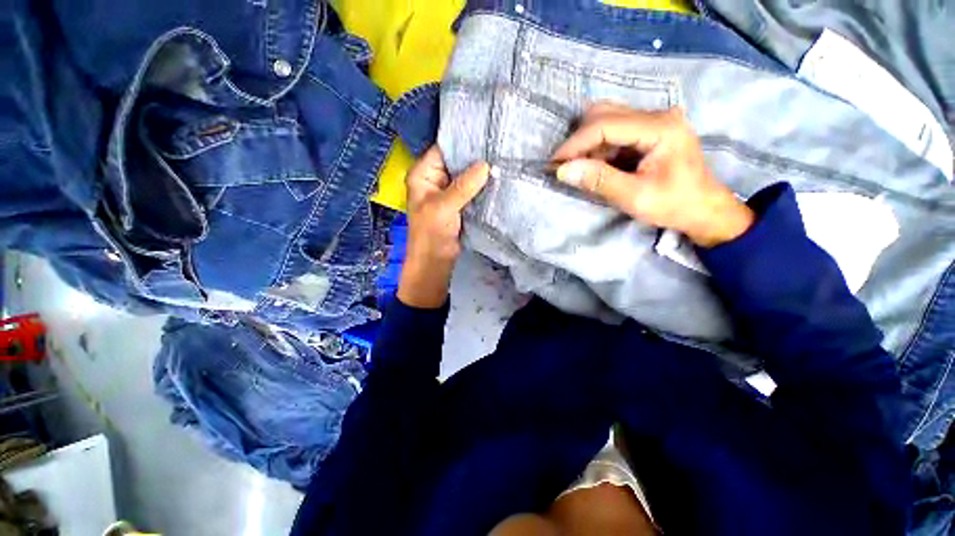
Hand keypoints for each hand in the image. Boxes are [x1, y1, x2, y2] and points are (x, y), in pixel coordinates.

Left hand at [398, 146, 488, 307]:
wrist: (435, 262)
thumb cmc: (431, 234)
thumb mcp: (443, 207)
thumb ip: (463, 187)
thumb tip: (485, 165)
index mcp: (423, 174)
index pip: (443, 149)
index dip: (463, 140)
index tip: (486, 132)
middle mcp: (435, 178)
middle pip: (457, 161)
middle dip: (475, 155)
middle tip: (499, 143)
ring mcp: (449, 191)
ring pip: (466, 175)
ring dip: (481, 171)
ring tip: (502, 157)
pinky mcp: (460, 203)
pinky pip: (472, 189)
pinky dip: (483, 185)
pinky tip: (498, 177)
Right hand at [552, 103, 753, 246]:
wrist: (704, 209)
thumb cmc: (675, 205)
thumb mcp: (635, 197)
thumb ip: (599, 181)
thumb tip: (562, 171)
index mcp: (661, 128)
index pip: (606, 124)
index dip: (575, 143)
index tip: (554, 164)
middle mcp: (657, 116)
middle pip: (605, 114)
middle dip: (579, 140)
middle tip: (564, 167)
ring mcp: (653, 121)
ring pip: (606, 120)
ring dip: (586, 144)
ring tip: (577, 169)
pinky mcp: (648, 131)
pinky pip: (613, 132)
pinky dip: (597, 148)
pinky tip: (593, 166)